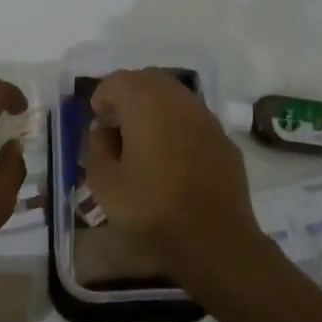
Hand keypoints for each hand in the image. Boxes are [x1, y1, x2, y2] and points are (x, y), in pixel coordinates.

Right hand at [86, 68, 264, 289]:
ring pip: (174, 95)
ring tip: (145, 143)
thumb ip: (96, 148)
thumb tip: (104, 131)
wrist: (216, 241)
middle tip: (118, 129)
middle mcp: (179, 99)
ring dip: (155, 108)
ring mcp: (206, 117)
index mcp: (146, 103)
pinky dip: (178, 125)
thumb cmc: (153, 211)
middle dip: (128, 96)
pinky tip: (173, 159)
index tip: (99, 127)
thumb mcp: (105, 185)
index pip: (117, 81)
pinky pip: (193, 118)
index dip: (102, 100)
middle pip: (148, 79)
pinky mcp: (224, 138)